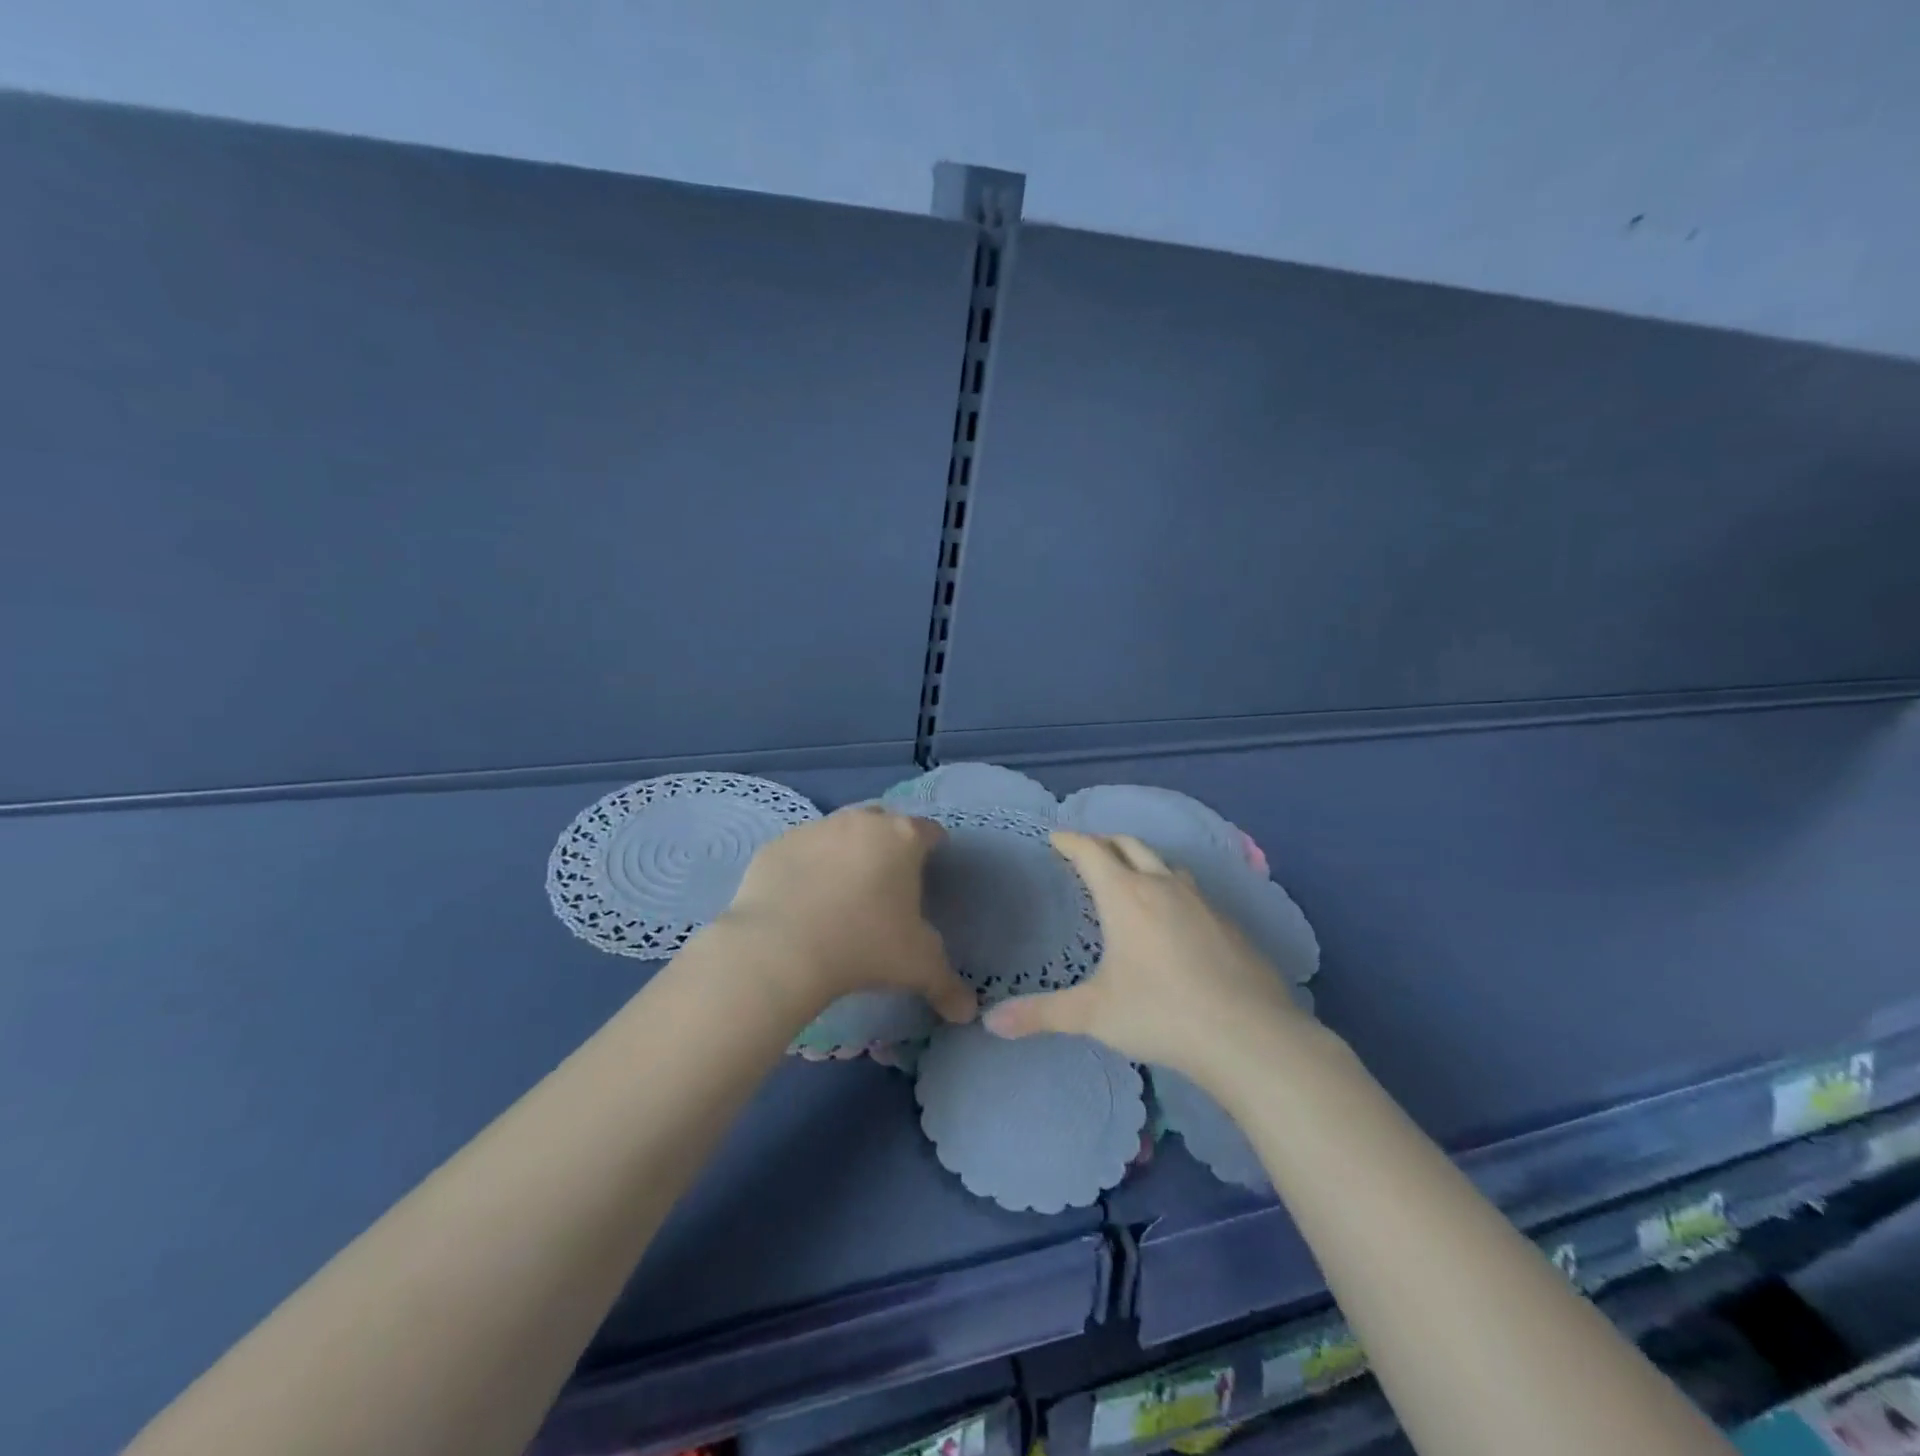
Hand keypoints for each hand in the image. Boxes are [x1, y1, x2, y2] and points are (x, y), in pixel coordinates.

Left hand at [716, 804, 976, 1025]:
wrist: (781, 949)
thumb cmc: (865, 947)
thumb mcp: (918, 968)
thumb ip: (947, 984)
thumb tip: (967, 1011)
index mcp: (902, 838)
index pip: (929, 831)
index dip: (933, 847)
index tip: (930, 870)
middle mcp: (861, 822)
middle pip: (883, 821)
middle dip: (887, 842)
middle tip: (887, 880)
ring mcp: (815, 829)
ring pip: (839, 831)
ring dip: (845, 852)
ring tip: (841, 892)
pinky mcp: (777, 845)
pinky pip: (800, 851)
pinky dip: (806, 866)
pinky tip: (802, 899)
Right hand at [984, 831, 1306, 1077]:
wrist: (1250, 1035)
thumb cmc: (1161, 1014)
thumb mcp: (1094, 1014)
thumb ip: (1042, 1014)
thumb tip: (989, 1022)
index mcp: (1126, 896)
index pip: (1092, 851)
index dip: (1070, 841)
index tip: (1055, 838)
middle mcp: (1163, 886)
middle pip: (1130, 845)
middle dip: (1105, 843)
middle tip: (1088, 853)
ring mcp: (1201, 902)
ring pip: (1166, 865)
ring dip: (1142, 861)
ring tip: (1130, 878)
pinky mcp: (1230, 923)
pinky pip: (1192, 891)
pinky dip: (1171, 889)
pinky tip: (1173, 919)